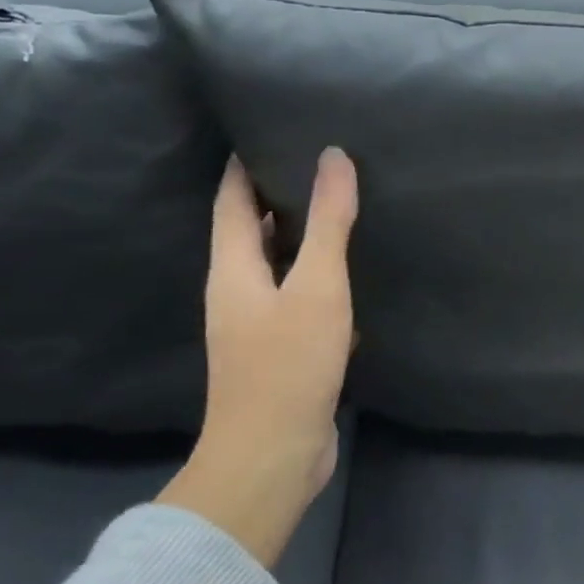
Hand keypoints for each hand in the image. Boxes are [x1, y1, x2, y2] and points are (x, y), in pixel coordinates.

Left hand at [158, 150, 358, 567]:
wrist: (272, 456)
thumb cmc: (288, 364)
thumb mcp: (317, 286)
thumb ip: (329, 222)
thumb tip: (333, 156)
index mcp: (233, 268)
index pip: (232, 200)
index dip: (246, 164)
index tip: (272, 127)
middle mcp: (237, 290)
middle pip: (252, 229)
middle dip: (279, 194)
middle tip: (322, 160)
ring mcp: (257, 323)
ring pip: (278, 263)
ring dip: (302, 235)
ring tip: (341, 206)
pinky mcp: (280, 348)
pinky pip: (298, 295)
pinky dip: (319, 274)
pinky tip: (350, 271)